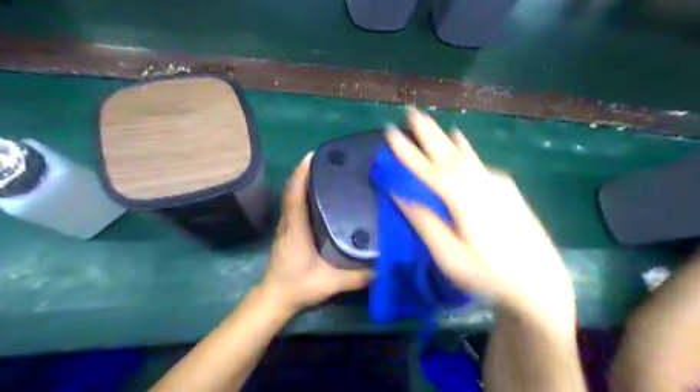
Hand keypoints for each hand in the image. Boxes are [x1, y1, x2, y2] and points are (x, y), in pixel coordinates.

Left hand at [260, 153, 374, 314]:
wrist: (274, 299)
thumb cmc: (299, 287)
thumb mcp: (331, 283)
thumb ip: (358, 276)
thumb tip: (384, 264)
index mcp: (296, 228)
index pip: (294, 193)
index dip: (301, 172)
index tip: (314, 155)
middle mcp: (288, 222)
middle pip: (292, 189)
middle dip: (306, 171)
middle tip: (328, 161)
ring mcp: (286, 226)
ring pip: (291, 196)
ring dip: (303, 181)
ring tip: (325, 172)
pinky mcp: (287, 231)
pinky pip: (293, 205)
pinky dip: (302, 193)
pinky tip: (318, 194)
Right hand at [385, 107, 576, 333]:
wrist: (539, 284)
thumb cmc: (487, 273)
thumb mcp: (448, 254)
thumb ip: (424, 220)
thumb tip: (399, 195)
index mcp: (462, 198)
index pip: (427, 169)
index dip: (407, 151)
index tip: (390, 132)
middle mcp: (480, 182)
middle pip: (447, 153)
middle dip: (427, 132)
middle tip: (411, 111)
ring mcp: (496, 183)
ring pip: (464, 154)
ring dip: (443, 137)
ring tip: (431, 120)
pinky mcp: (506, 189)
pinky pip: (478, 161)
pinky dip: (465, 148)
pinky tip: (460, 140)